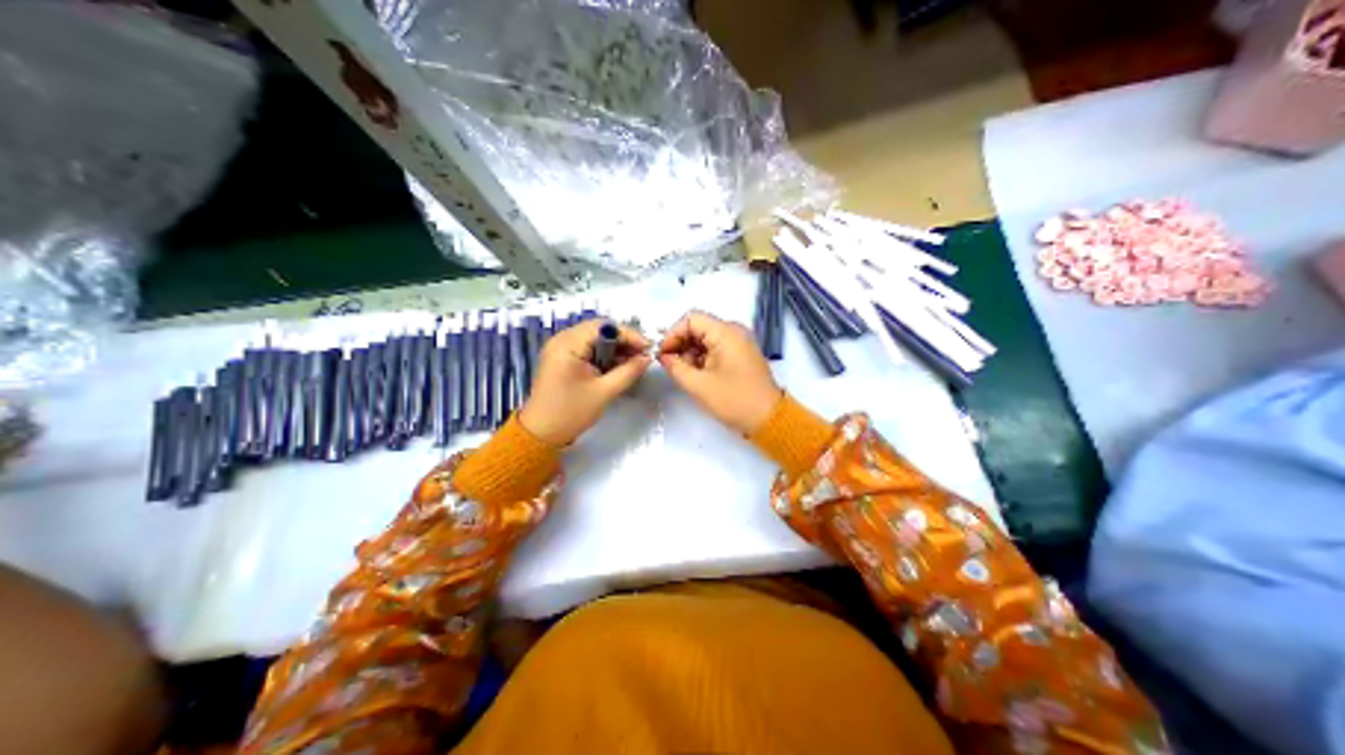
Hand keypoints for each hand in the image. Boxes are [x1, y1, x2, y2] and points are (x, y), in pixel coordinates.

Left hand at [518, 319, 650, 447]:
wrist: (541, 433)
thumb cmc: (571, 412)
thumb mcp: (604, 392)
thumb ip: (628, 372)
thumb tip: (647, 358)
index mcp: (567, 344)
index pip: (603, 327)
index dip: (628, 334)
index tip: (648, 348)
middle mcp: (561, 340)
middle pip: (598, 329)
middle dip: (622, 340)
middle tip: (642, 355)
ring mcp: (559, 348)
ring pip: (593, 338)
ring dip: (614, 347)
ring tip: (633, 361)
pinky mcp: (561, 358)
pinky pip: (586, 347)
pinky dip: (602, 353)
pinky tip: (616, 365)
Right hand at [658, 308, 783, 436]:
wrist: (768, 418)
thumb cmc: (734, 400)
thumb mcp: (698, 385)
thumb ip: (676, 367)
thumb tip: (663, 356)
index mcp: (726, 332)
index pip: (691, 319)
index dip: (673, 334)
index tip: (663, 354)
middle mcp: (734, 331)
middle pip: (699, 327)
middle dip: (680, 343)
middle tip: (669, 365)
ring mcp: (739, 343)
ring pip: (706, 338)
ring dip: (690, 352)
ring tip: (681, 373)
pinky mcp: (741, 355)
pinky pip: (716, 348)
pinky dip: (702, 358)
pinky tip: (695, 375)